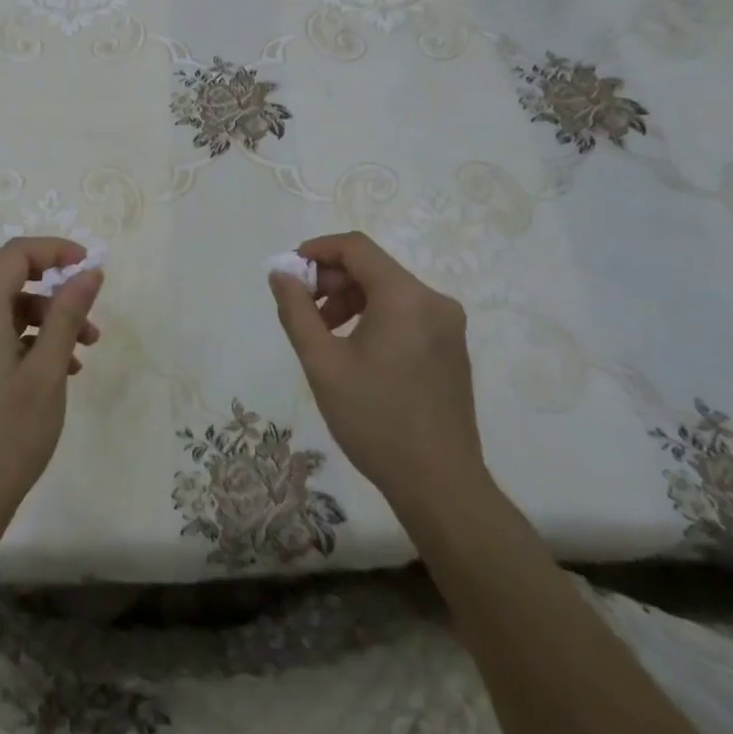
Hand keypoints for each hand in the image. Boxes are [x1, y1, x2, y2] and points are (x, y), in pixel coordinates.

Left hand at [0, 237, 102, 533]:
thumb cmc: (9, 433)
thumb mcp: (48, 370)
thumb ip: (68, 314)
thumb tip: (89, 271)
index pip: (14, 255)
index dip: (53, 250)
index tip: (88, 266)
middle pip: (12, 278)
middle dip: (56, 287)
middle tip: (91, 309)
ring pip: (12, 310)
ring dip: (52, 318)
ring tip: (87, 348)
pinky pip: (5, 336)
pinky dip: (37, 340)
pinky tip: (66, 369)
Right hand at [268, 232, 493, 517]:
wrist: (441, 486)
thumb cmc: (376, 421)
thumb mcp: (323, 364)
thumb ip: (297, 311)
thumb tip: (281, 273)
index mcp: (405, 297)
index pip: (356, 247)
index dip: (318, 250)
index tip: (290, 272)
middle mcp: (433, 300)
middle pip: (372, 267)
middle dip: (332, 280)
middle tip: (303, 309)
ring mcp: (448, 324)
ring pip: (388, 290)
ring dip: (351, 300)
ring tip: (325, 334)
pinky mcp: (451, 347)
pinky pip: (406, 312)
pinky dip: (375, 316)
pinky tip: (355, 350)